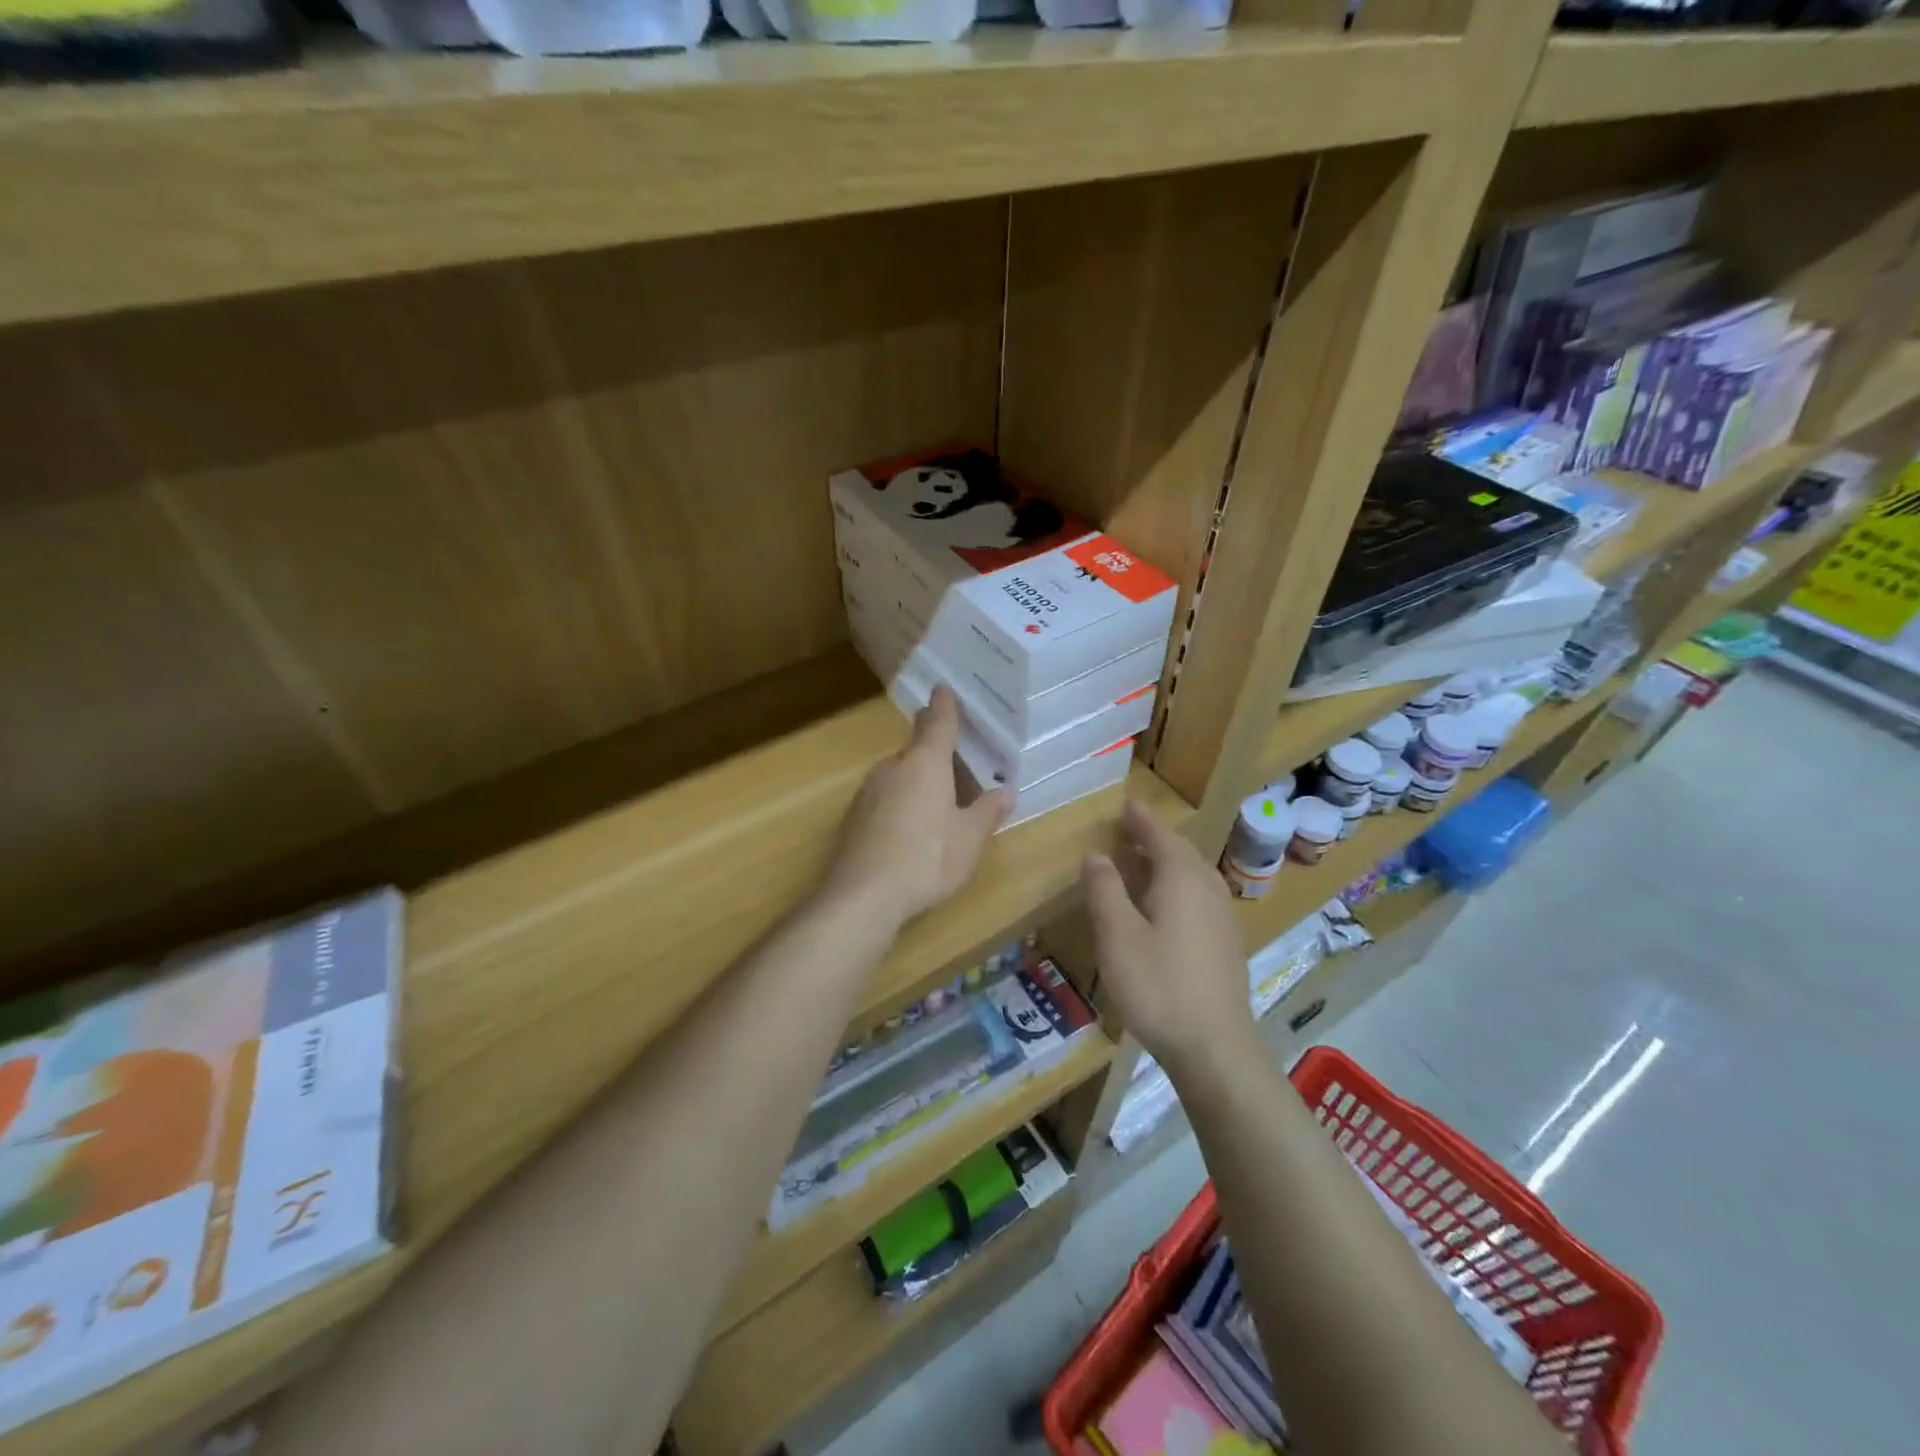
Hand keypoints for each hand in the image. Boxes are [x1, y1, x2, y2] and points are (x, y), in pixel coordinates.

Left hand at [823, 686, 1009, 927]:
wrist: (862, 897)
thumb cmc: (926, 859)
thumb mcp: (970, 839)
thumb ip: (988, 811)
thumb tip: (1006, 791)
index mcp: (925, 763)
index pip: (938, 722)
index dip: (945, 705)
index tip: (944, 687)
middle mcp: (893, 767)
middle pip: (918, 750)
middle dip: (938, 754)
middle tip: (963, 767)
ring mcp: (868, 791)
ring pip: (901, 775)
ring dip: (921, 781)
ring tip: (943, 805)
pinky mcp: (854, 817)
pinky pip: (886, 797)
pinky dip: (903, 802)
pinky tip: (913, 831)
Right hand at [1084, 800, 1256, 1077]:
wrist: (1215, 1047)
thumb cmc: (1159, 986)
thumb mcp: (1118, 936)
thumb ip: (1105, 890)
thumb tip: (1095, 854)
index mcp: (1182, 879)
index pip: (1160, 835)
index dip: (1141, 818)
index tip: (1125, 804)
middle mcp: (1208, 888)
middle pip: (1181, 851)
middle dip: (1154, 837)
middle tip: (1128, 829)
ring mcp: (1223, 916)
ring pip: (1193, 874)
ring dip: (1167, 861)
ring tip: (1141, 861)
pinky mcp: (1227, 942)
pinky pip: (1200, 895)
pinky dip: (1178, 885)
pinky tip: (1164, 906)